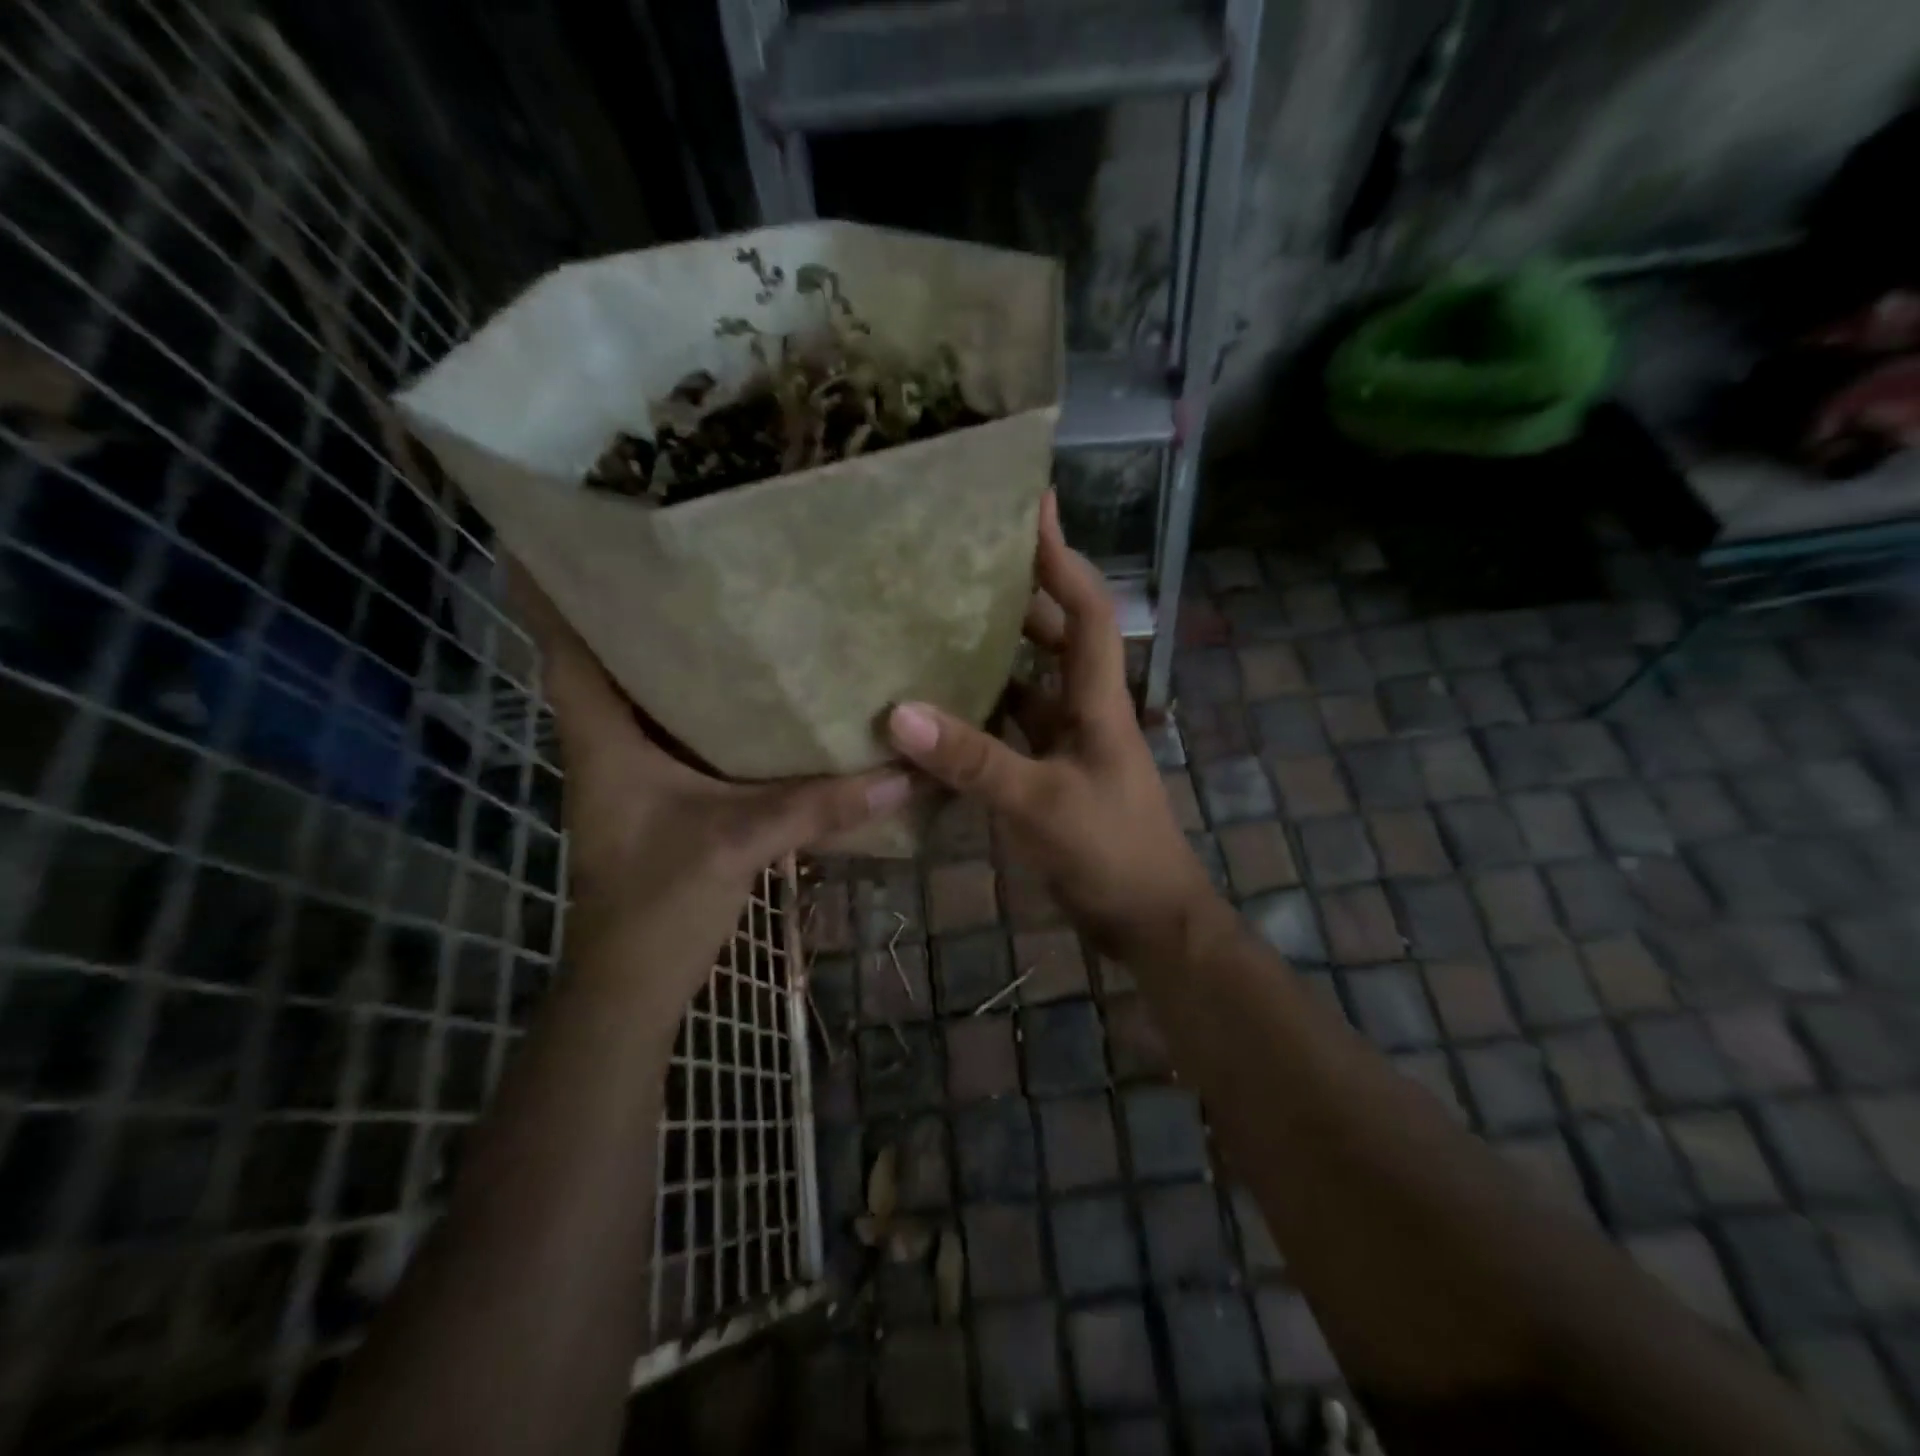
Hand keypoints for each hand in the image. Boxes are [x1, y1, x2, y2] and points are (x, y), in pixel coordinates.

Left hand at [510, 562, 909, 1013]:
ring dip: (669, 649)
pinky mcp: (664, 792)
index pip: (562, 646)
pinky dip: (703, 699)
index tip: (562, 528)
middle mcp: (611, 741)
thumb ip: (821, 805)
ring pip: (646, 691)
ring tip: (717, 595)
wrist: (635, 980)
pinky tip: (750, 685)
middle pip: (607, 656)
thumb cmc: (659, 902)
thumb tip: (904, 771)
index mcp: (604, 737)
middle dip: (630, 602)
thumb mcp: (740, 841)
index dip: (552, 587)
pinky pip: (680, 727)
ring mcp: (635, 769)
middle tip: (674, 546)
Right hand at [885, 492, 1211, 952]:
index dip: (1062, 556)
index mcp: (1098, 700)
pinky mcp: (1051, 775)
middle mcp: (1085, 710)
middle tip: (963, 563)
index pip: (1086, 609)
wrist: (1149, 920)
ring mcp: (1068, 745)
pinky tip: (938, 710)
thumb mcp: (1040, 803)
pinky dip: (982, 715)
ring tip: (938, 623)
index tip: (1034, 506)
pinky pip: (1013, 729)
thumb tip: (898, 712)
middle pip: (1055, 637)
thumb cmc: (1111, 852)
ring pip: (1029, 683)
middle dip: (1020, 596)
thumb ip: (973, 760)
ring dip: (995, 655)